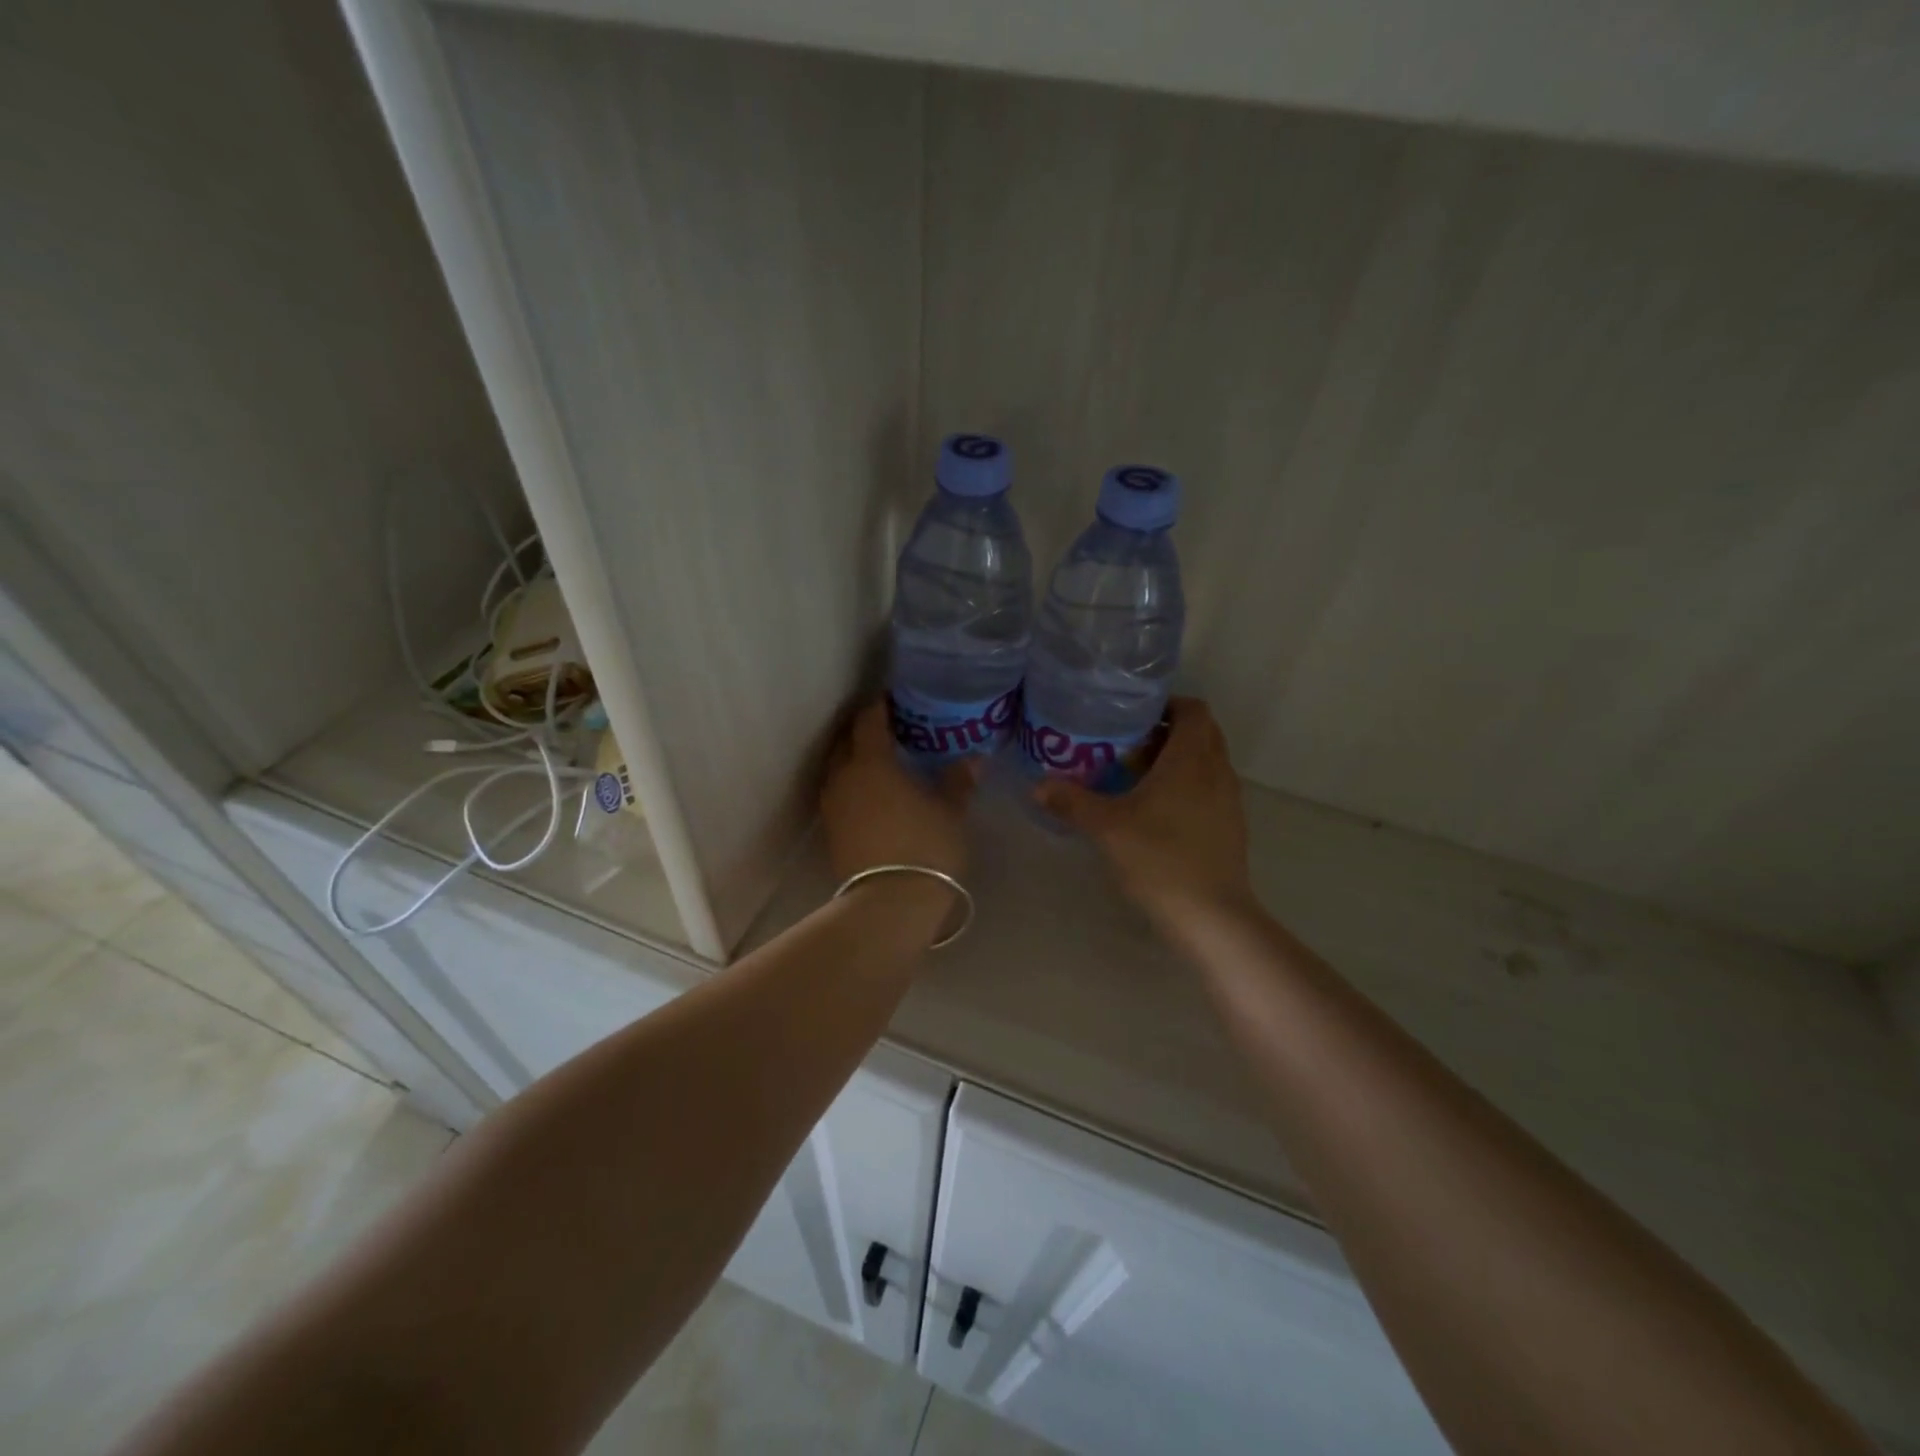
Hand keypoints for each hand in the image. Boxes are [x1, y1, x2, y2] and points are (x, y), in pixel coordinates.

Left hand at [821, 699, 976, 884]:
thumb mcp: (950, 811)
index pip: (868, 721)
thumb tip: (974, 760)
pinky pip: (839, 795)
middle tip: (889, 731)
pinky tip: (875, 796)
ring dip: (855, 761)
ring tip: (882, 764)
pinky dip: (853, 787)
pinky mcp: (831, 832)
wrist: (891, 903)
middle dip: (863, 732)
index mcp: (871, 762)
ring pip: (838, 770)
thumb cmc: (926, 847)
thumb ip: (958, 781)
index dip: (880, 707)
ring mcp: (833, 806)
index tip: (894, 700)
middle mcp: (843, 778)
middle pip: (846, 742)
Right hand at [1034, 697, 1251, 921]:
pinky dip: (1188, 785)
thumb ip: (1072, 802)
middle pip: (1202, 732)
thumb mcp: (1107, 828)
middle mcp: (1217, 771)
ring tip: (1139, 774)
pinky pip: (1211, 788)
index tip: (1134, 714)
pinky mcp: (1231, 827)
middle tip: (1129, 741)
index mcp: (1192, 759)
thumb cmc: (1159, 859)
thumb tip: (1037, 785)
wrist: (1210, 916)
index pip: (1194, 709)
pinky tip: (1158, 810)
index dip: (1168, 704)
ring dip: (1180, 759)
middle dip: (1169, 730)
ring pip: (1208, 762)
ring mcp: (1229, 801)